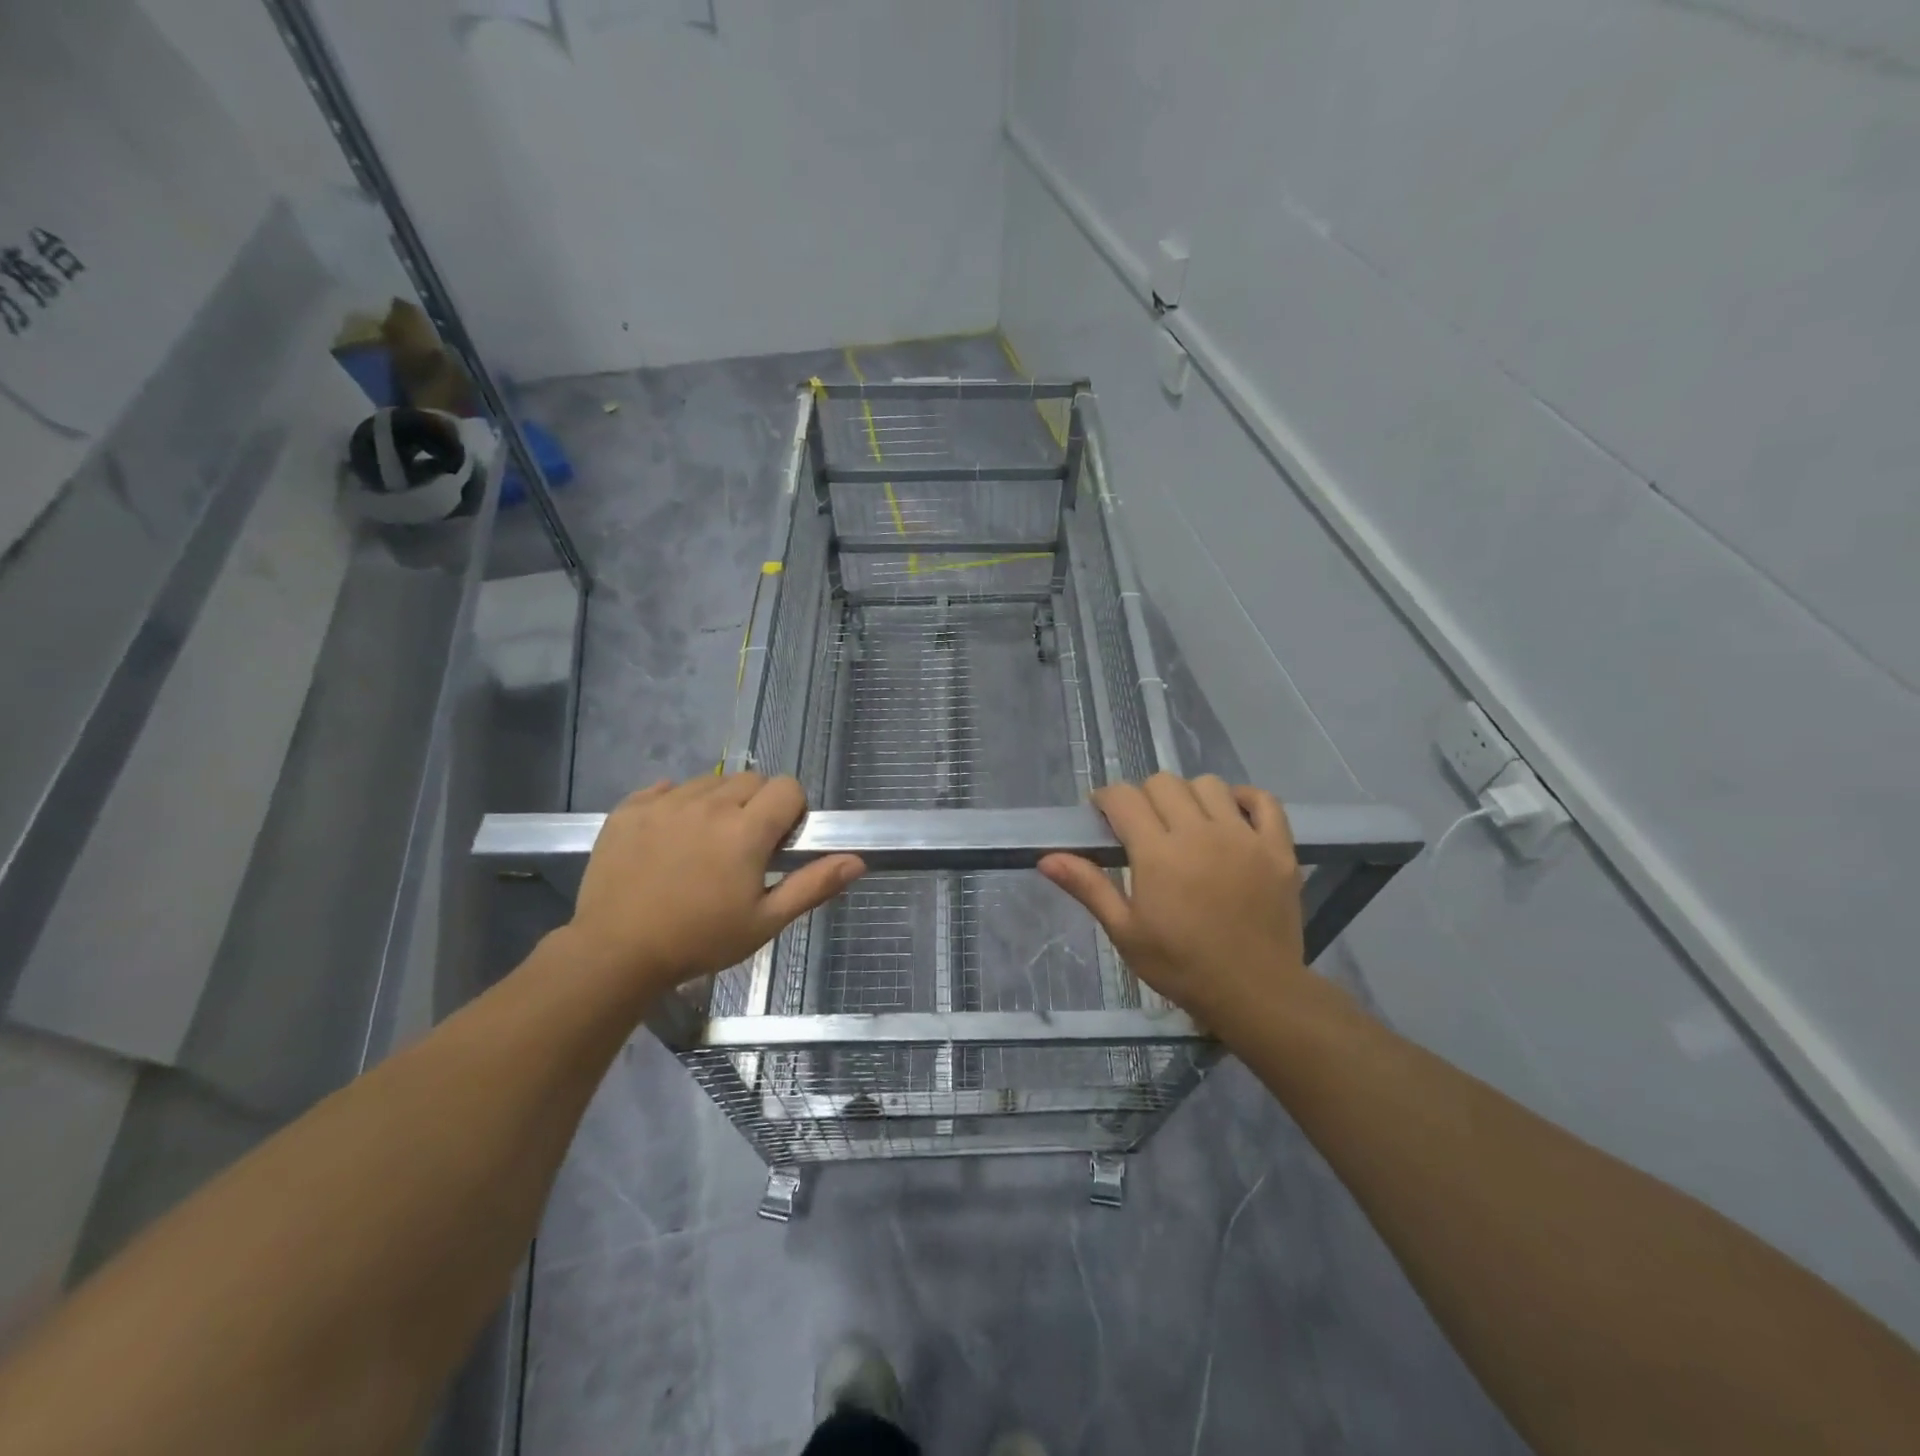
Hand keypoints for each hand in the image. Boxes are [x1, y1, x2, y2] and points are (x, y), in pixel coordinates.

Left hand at [561, 774, 863, 1005]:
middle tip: (743, 848)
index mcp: (746, 829)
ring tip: (704, 843)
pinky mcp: (630, 808)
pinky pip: (666, 788)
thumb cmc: (699, 940)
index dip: (792, 811)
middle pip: (751, 780)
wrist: (615, 953)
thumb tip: (857, 860)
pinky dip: (675, 804)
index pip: (787, 787)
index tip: (779, 842)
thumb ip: (813, 885)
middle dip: (757, 805)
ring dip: (718, 802)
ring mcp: (666, 802)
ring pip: (710, 781)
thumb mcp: (764, 922)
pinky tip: (669, 838)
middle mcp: (709, 803)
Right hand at [1039, 773, 1315, 1027]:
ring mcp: (1244, 837)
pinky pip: (1264, 801)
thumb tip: (1046, 858)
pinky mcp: (1277, 848)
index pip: (1124, 797)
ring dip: (1189, 796)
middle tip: (1143, 827)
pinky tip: (1231, 816)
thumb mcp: (1125, 932)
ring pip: (1209, 785)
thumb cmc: (1181, 966)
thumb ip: (1088, 887)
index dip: (1107, 800)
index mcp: (1158, 853)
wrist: (1254, 993)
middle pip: (1164, 783)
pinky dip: (1245, 799)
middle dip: (1144, 797)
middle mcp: (1200, 833)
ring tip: (1186, 824)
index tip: (1104, 817)